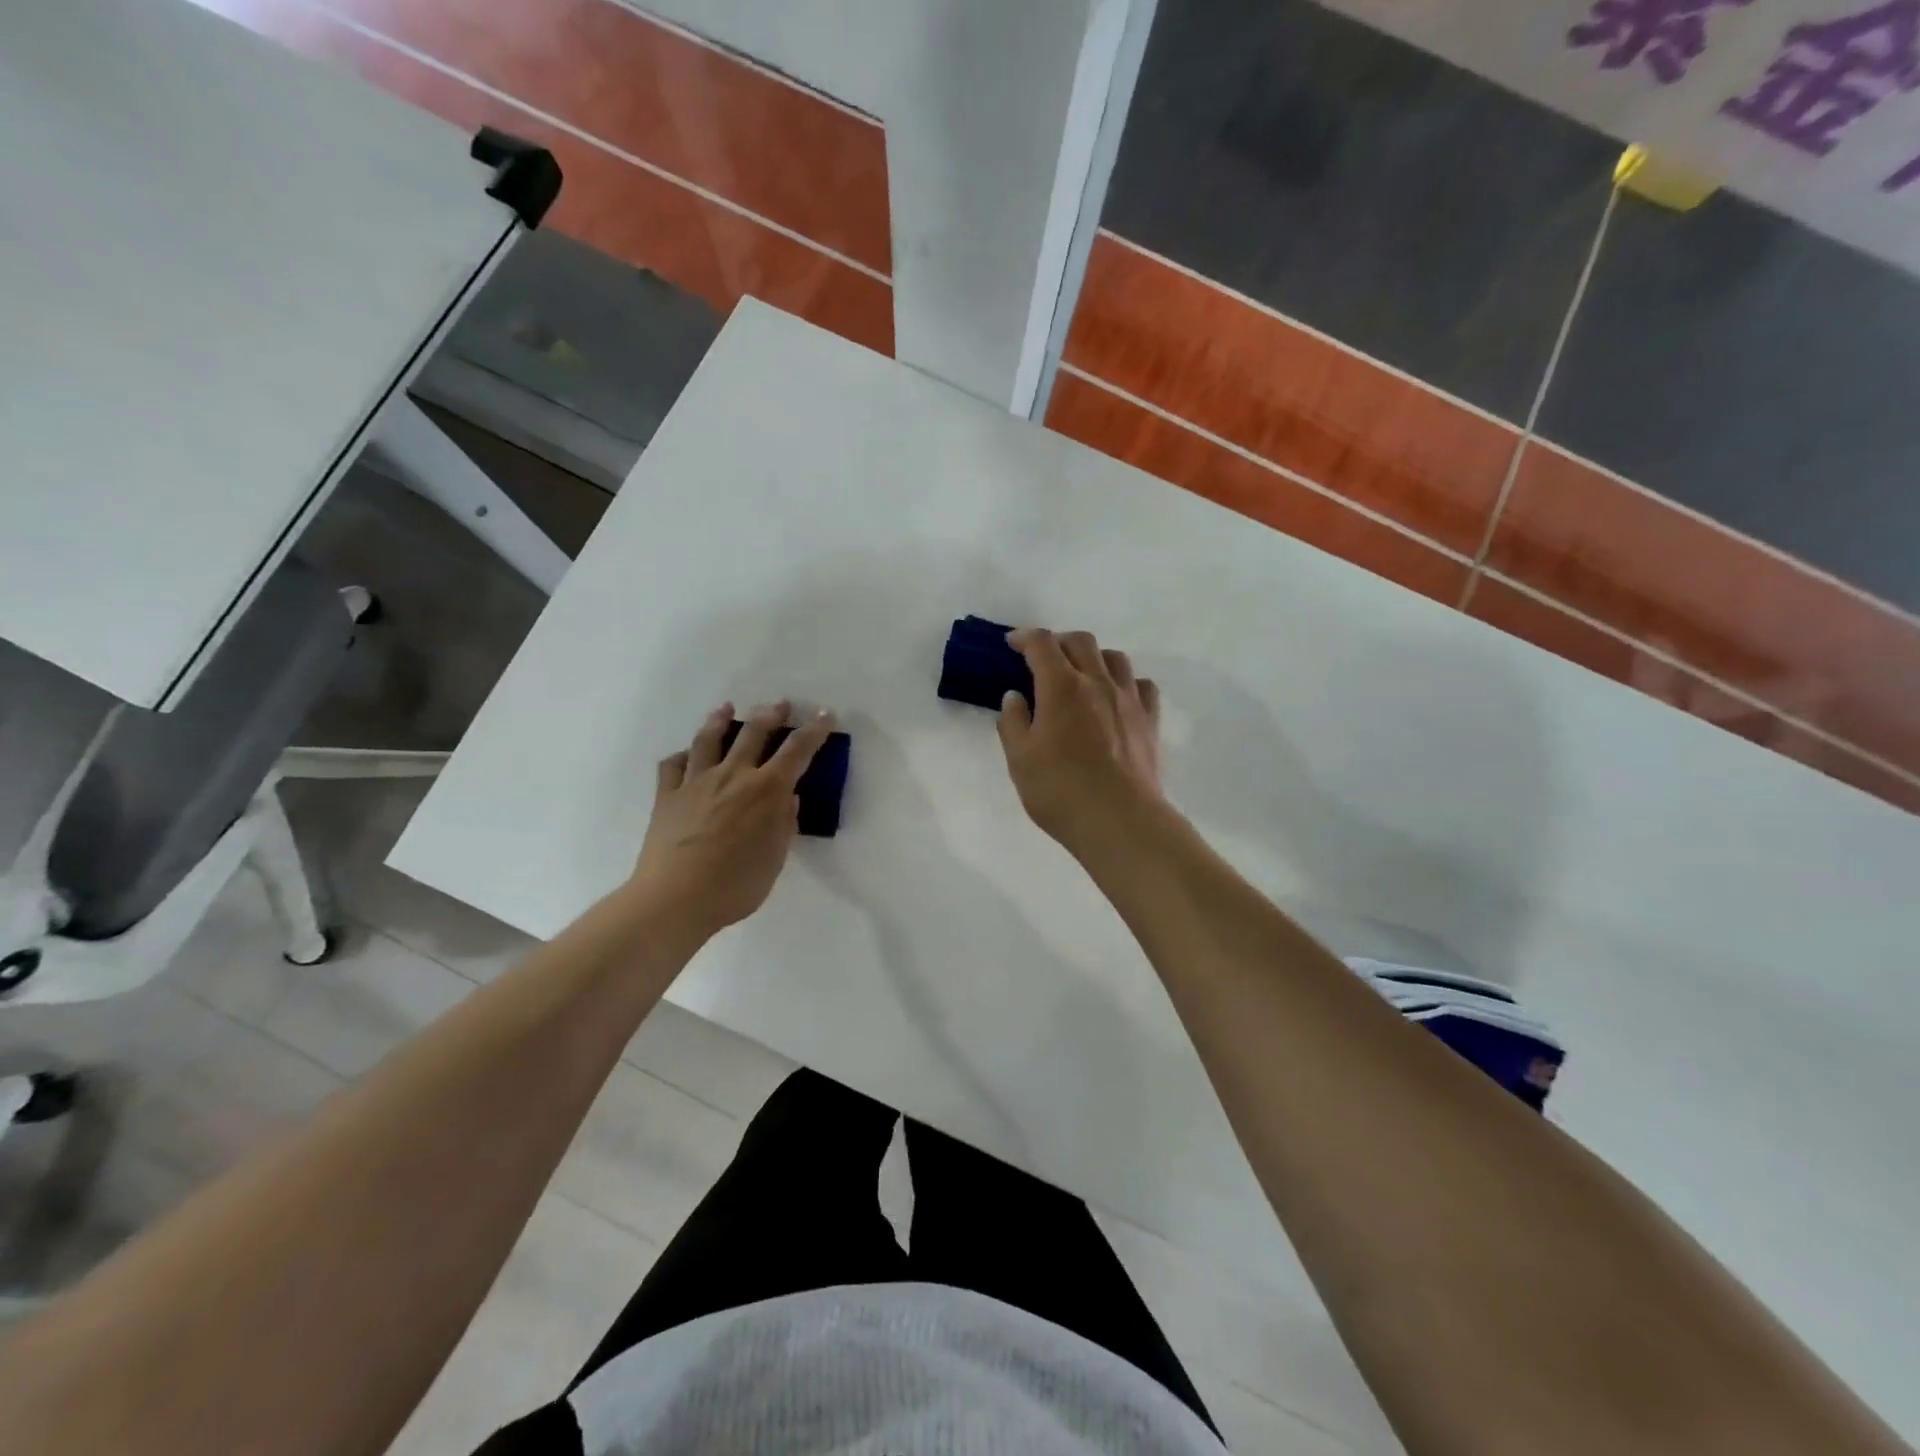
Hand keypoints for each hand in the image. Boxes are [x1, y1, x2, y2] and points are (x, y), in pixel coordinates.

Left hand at [629, 700, 836, 935]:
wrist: (675, 899)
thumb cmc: (736, 885)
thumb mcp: (775, 858)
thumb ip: (783, 823)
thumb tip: (788, 798)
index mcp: (766, 790)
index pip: (797, 751)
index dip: (813, 731)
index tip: (824, 714)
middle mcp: (733, 776)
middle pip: (753, 733)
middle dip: (770, 714)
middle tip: (780, 704)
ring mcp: (696, 782)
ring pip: (709, 739)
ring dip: (721, 720)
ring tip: (727, 708)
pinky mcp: (667, 795)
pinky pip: (673, 765)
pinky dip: (683, 755)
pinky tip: (687, 754)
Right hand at [997, 628, 1163, 854]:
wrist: (1120, 820)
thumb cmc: (1060, 791)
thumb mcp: (1019, 760)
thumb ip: (1013, 723)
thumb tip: (1015, 697)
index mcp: (1061, 687)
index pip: (1042, 644)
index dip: (1025, 637)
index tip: (1013, 643)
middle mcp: (1097, 682)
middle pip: (1080, 642)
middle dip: (1058, 642)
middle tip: (1043, 660)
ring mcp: (1128, 700)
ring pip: (1114, 658)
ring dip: (1093, 657)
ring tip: (1082, 675)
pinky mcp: (1150, 721)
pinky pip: (1141, 685)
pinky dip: (1125, 682)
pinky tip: (1116, 698)